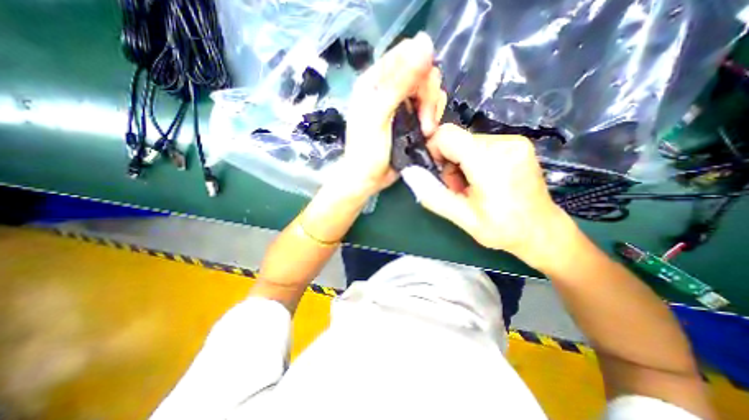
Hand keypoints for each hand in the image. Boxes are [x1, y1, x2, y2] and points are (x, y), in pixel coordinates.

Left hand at [335, 31, 449, 197]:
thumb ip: (399, 83)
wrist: (368, 179)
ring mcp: (401, 104)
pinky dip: (433, 118)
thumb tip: (426, 43)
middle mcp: (389, 88)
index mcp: (375, 81)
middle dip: (429, 97)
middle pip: (422, 73)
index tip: (423, 95)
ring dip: (432, 110)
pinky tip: (427, 133)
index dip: (421, 68)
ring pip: (429, 91)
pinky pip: (430, 108)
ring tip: (426, 131)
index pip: (405, 54)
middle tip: (425, 122)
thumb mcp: (379, 116)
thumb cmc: (367, 151)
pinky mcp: (410, 119)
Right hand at [404, 122, 576, 269]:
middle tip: (457, 188)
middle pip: (457, 140)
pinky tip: (482, 180)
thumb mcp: (462, 218)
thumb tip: (410, 173)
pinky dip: (474, 160)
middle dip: (449, 163)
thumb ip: (432, 194)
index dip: (433, 149)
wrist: (541, 231)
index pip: (447, 135)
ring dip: (461, 163)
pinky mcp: (516, 144)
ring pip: (467, 142)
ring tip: (470, 187)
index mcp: (489, 162)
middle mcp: (504, 143)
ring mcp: (514, 141)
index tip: (436, 171)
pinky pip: (481, 145)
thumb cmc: (502, 229)